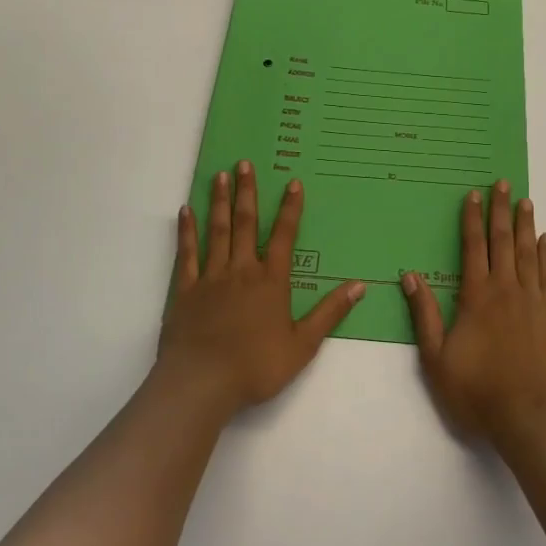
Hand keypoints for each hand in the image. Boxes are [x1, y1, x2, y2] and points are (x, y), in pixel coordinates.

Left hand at [156, 161, 364, 417]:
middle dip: (247, 192)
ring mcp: (211, 277)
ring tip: (220, 176)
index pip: (284, 236)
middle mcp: (242, 270)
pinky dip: (186, 231)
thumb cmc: (257, 365)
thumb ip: (330, 313)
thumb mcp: (303, 344)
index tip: (292, 183)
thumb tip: (360, 286)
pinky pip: (187, 254)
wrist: (203, 381)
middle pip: (245, 224)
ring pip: (217, 231)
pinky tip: (186, 211)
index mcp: (271, 281)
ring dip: (219, 202)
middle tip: (244, 163)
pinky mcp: (186, 290)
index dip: (290, 209)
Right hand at [402, 180, 545, 442]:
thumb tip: (410, 275)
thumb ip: (424, 314)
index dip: (472, 219)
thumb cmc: (476, 391)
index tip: (474, 194)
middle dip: (501, 211)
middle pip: (504, 241)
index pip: (474, 247)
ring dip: (526, 225)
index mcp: (477, 296)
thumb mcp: (436, 357)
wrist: (529, 418)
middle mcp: (507, 290)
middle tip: (504, 184)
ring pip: (529, 253)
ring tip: (525, 201)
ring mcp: (534, 302)